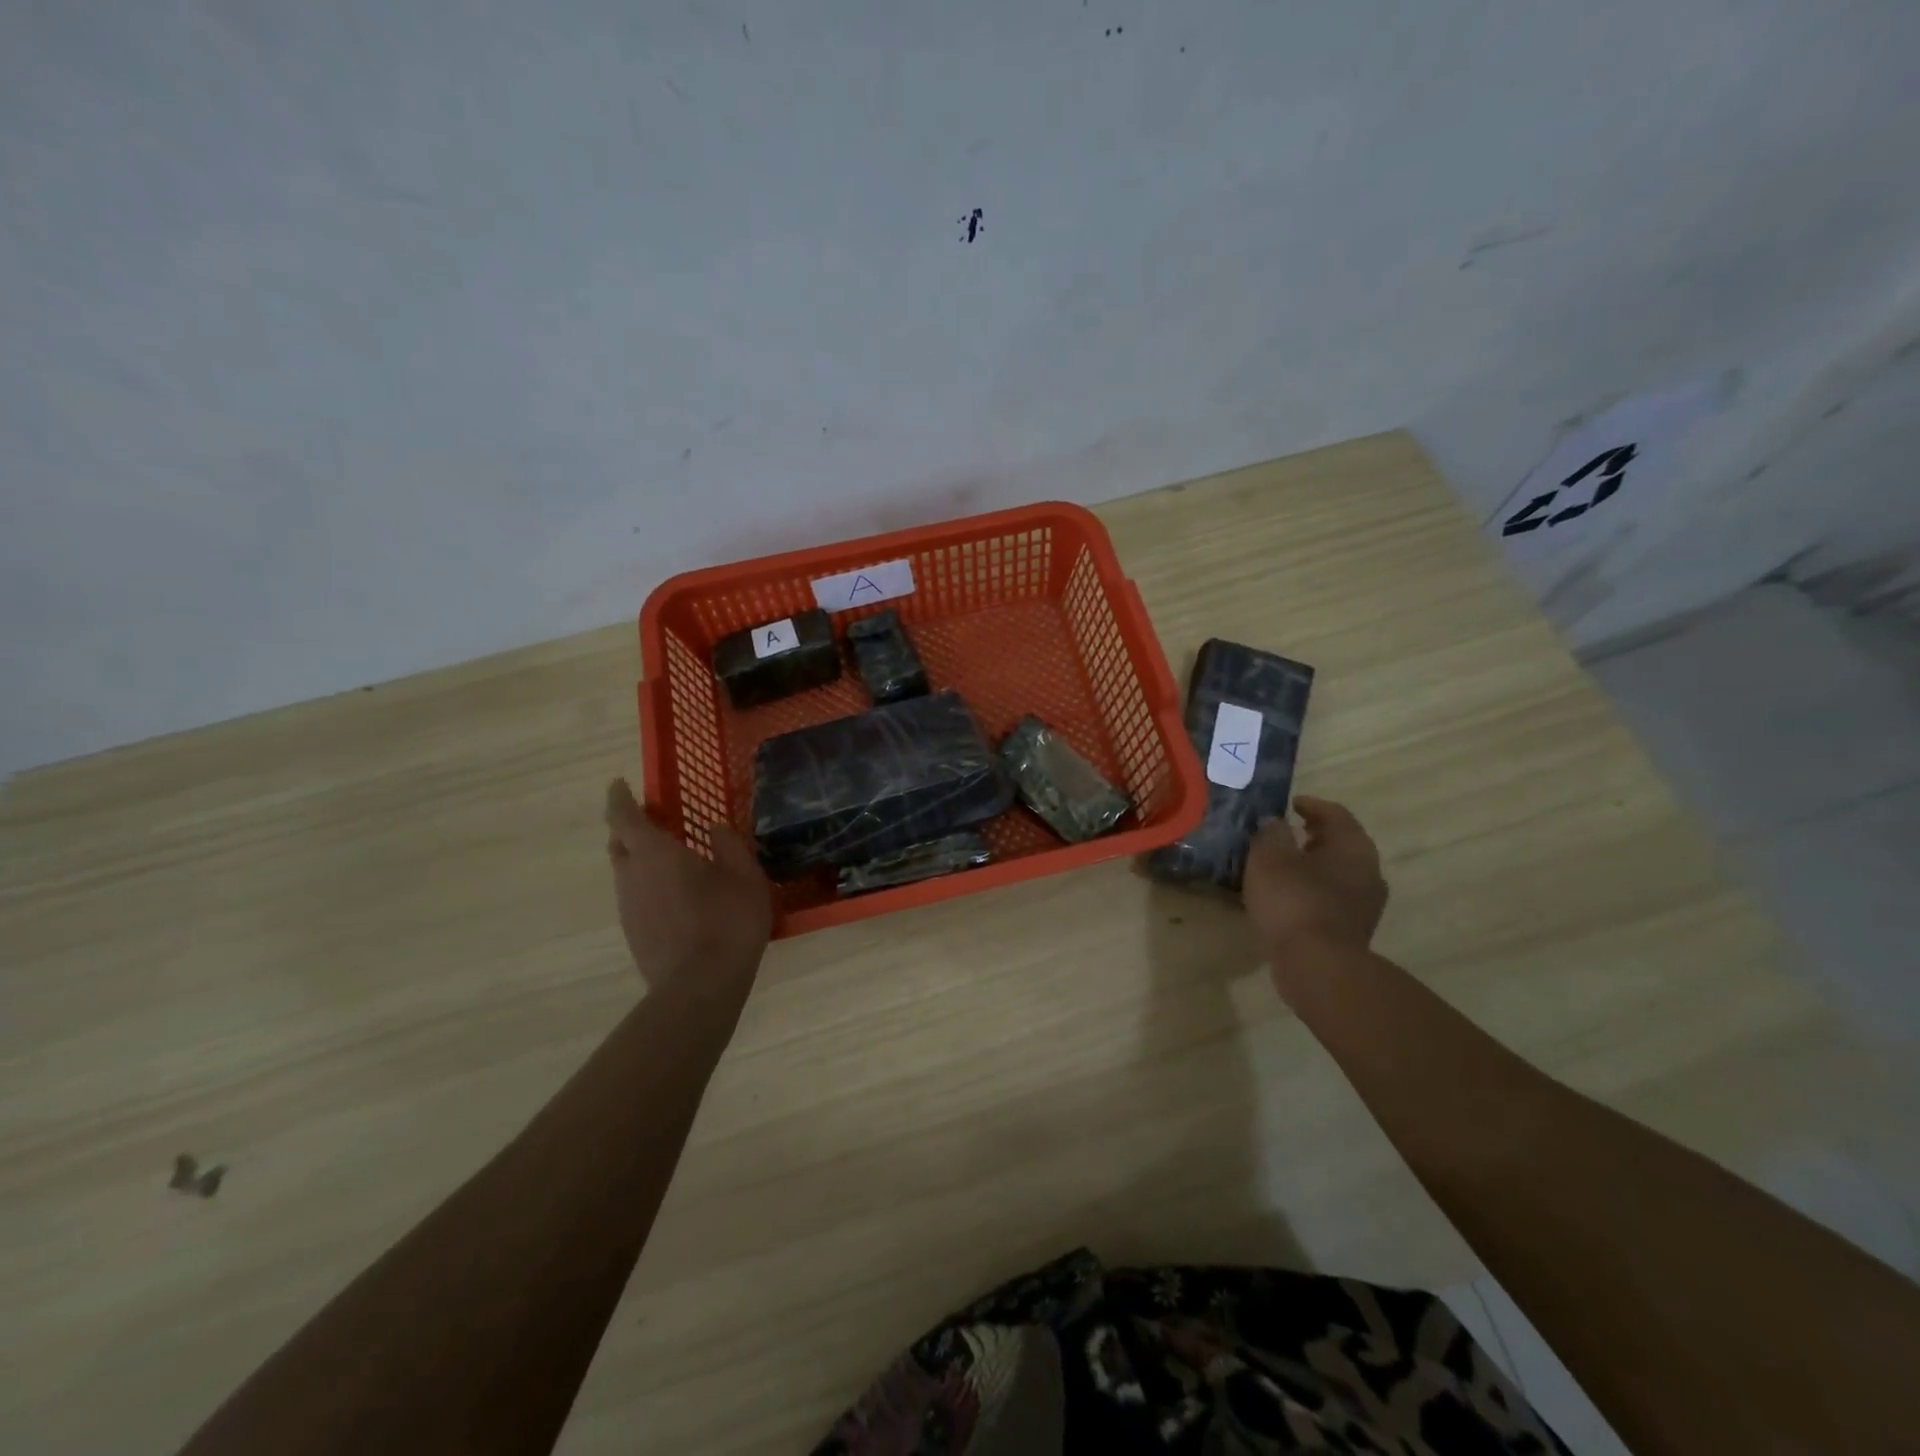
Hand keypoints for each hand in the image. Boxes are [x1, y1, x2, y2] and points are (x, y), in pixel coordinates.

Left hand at [603, 778, 772, 995]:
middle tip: (654, 820)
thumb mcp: (744, 875)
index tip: (620, 784)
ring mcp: (628, 908)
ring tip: (672, 860)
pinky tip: (677, 896)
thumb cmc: (727, 920)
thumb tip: (715, 827)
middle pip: (618, 844)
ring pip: (626, 872)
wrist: (700, 986)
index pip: (623, 816)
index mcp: (654, 853)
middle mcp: (632, 875)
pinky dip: (648, 886)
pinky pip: (635, 897)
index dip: (619, 797)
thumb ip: (728, 844)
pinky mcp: (633, 933)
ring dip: (640, 859)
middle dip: (629, 827)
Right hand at [1242, 796, 1387, 953]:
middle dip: (1313, 835)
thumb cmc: (1293, 900)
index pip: (1335, 813)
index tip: (1289, 804)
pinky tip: (1287, 897)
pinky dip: (1312, 890)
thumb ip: (1271, 833)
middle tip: (1284, 832)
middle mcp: (1368, 870)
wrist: (1318, 966)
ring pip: (1337, 872)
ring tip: (1281, 866)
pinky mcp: (1353, 929)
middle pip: (1340, 843)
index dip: (1310, 805)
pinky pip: (1332, 898)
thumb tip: (1275, 822)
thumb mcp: (1269, 857)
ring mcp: (1365, 903)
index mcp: (1353, 846)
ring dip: (1313, 865)